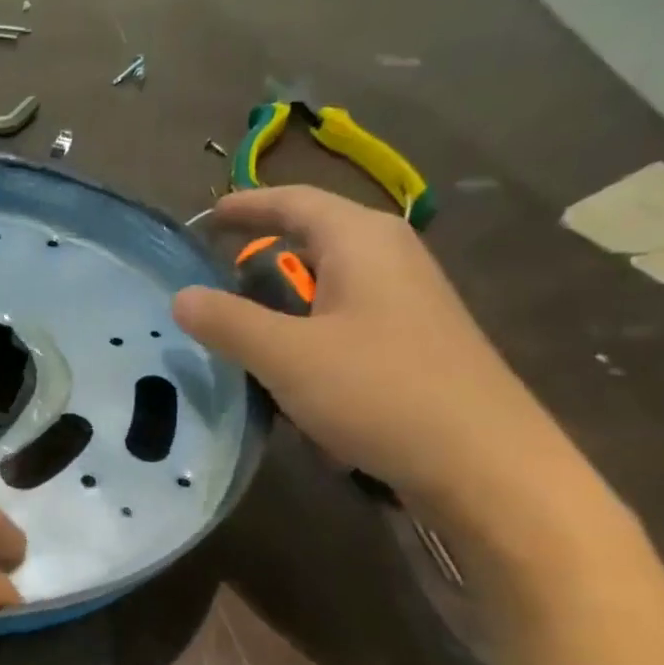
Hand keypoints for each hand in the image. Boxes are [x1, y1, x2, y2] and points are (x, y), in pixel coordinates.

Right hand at [173, 187, 586, 527]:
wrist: (483, 463)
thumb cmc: (380, 392)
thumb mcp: (286, 356)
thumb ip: (228, 322)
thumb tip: (180, 296)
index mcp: (362, 241)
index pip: (294, 202)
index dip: (246, 205)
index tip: (203, 218)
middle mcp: (390, 257)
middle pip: (314, 237)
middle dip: (261, 250)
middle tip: (211, 272)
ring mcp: (407, 301)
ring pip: (329, 282)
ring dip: (282, 296)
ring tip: (238, 321)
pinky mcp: (413, 343)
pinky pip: (344, 319)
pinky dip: (307, 329)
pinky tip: (288, 369)